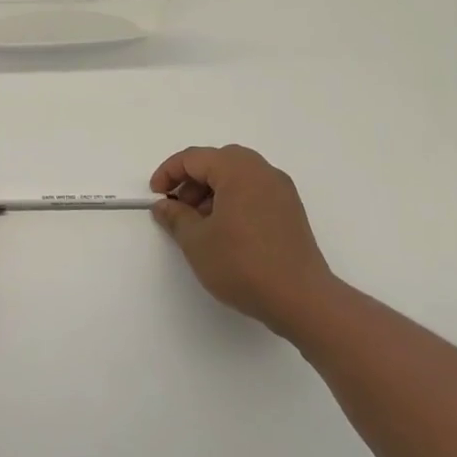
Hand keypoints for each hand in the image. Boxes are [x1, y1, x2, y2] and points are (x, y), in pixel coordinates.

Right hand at [150, 145, 336, 336]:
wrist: (300, 298)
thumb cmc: (242, 264)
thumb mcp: (197, 241)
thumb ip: (176, 217)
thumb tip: (164, 206)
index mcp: (238, 170)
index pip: (194, 158)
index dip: (169, 173)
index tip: (156, 196)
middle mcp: (263, 172)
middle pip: (218, 162)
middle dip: (192, 181)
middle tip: (178, 208)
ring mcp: (281, 191)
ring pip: (238, 177)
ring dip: (212, 191)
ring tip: (199, 224)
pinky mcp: (291, 211)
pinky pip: (254, 192)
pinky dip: (233, 201)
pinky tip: (225, 232)